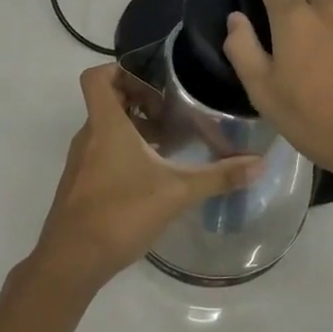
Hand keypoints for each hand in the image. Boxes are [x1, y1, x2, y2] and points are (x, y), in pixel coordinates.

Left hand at [31, 64, 261, 295]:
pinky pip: (101, 152)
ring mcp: (81, 161)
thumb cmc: (121, 213)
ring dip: (133, 128)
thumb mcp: (177, 192)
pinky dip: (123, 152)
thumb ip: (219, 177)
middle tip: (170, 112)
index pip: (96, 77)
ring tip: (168, 144)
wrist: (71, 261)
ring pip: (105, 129)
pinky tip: (150, 176)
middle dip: (138, 101)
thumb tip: (261, 163)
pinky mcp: (80, 184)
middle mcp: (88, 136)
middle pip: (106, 101)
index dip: (119, 70)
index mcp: (106, 125)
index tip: (152, 81)